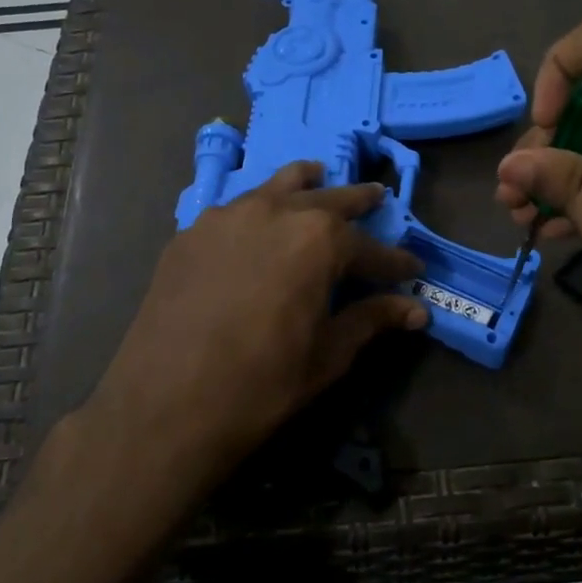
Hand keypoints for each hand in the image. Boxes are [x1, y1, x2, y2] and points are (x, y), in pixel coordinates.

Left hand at [87, 162, 427, 479]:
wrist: (165, 405)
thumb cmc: (260, 384)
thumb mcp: (328, 355)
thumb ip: (371, 320)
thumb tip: (416, 310)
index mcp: (318, 240)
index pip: (370, 248)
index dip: (394, 262)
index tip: (413, 269)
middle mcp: (275, 212)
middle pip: (327, 199)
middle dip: (357, 201)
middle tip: (377, 197)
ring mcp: (226, 217)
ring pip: (276, 187)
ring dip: (305, 185)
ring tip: (317, 178)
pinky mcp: (190, 233)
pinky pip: (236, 208)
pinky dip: (259, 207)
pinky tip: (258, 223)